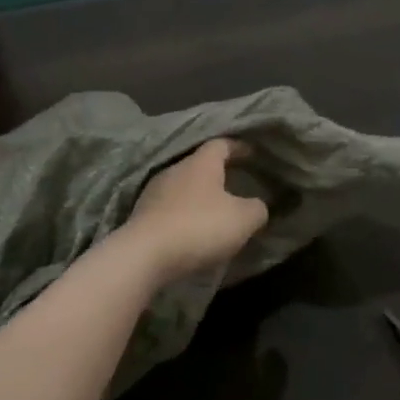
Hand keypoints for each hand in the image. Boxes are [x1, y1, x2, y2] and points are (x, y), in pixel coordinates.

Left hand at [121, 138, 270, 285]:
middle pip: (200, 165)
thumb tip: (257, 205)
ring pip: (183, 188)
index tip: (253, 154)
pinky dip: (185, 214)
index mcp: (201, 163)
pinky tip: (193, 229)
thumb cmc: (200, 227)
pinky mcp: (142, 215)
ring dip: (200, 197)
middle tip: (236, 184)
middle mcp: (174, 170)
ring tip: (215, 211)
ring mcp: (154, 192)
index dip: (239, 147)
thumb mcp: (243, 219)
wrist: (145, 255)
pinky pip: (170, 208)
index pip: (222, 144)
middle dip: (219, 174)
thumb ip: (257, 208)